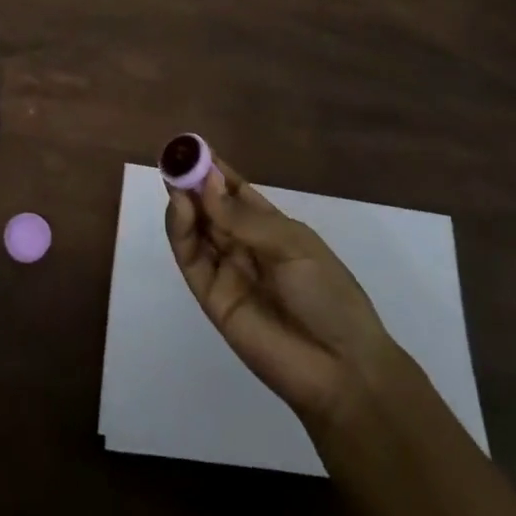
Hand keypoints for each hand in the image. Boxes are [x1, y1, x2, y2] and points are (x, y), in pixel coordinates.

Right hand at [165, 156, 404, 424]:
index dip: (214, 170)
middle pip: (209, 208)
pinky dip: (181, 233)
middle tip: (174, 158)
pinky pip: (191, 260)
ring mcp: (227, 271)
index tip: (192, 146)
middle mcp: (244, 245)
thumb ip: (244, 219)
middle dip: (191, 182)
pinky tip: (181, 208)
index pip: (234, 191)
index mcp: (270, 228)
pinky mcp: (212, 298)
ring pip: (196, 231)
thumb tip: (204, 183)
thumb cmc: (328, 295)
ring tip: (174, 178)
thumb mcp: (293, 245)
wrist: (342, 369)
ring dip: (183, 203)